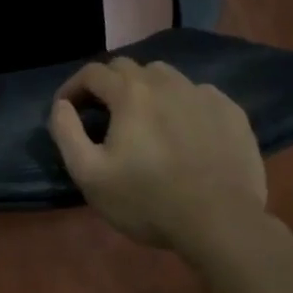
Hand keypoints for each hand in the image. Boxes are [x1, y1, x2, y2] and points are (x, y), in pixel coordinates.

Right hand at [48, 58, 266, 253]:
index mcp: (129, 92)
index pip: (92, 72)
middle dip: (108, 85)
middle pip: (127, 68)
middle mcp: (165, 81)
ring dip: (146, 90)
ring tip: (145, 119)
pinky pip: (198, 94)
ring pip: (164, 76)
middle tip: (104, 114)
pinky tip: (184, 130)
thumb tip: (61, 105)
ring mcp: (202, 94)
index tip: (67, 108)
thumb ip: (66, 132)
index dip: (73, 87)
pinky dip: (182, 104)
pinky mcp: (231, 112)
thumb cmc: (148, 201)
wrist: (222, 224)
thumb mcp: (90, 175)